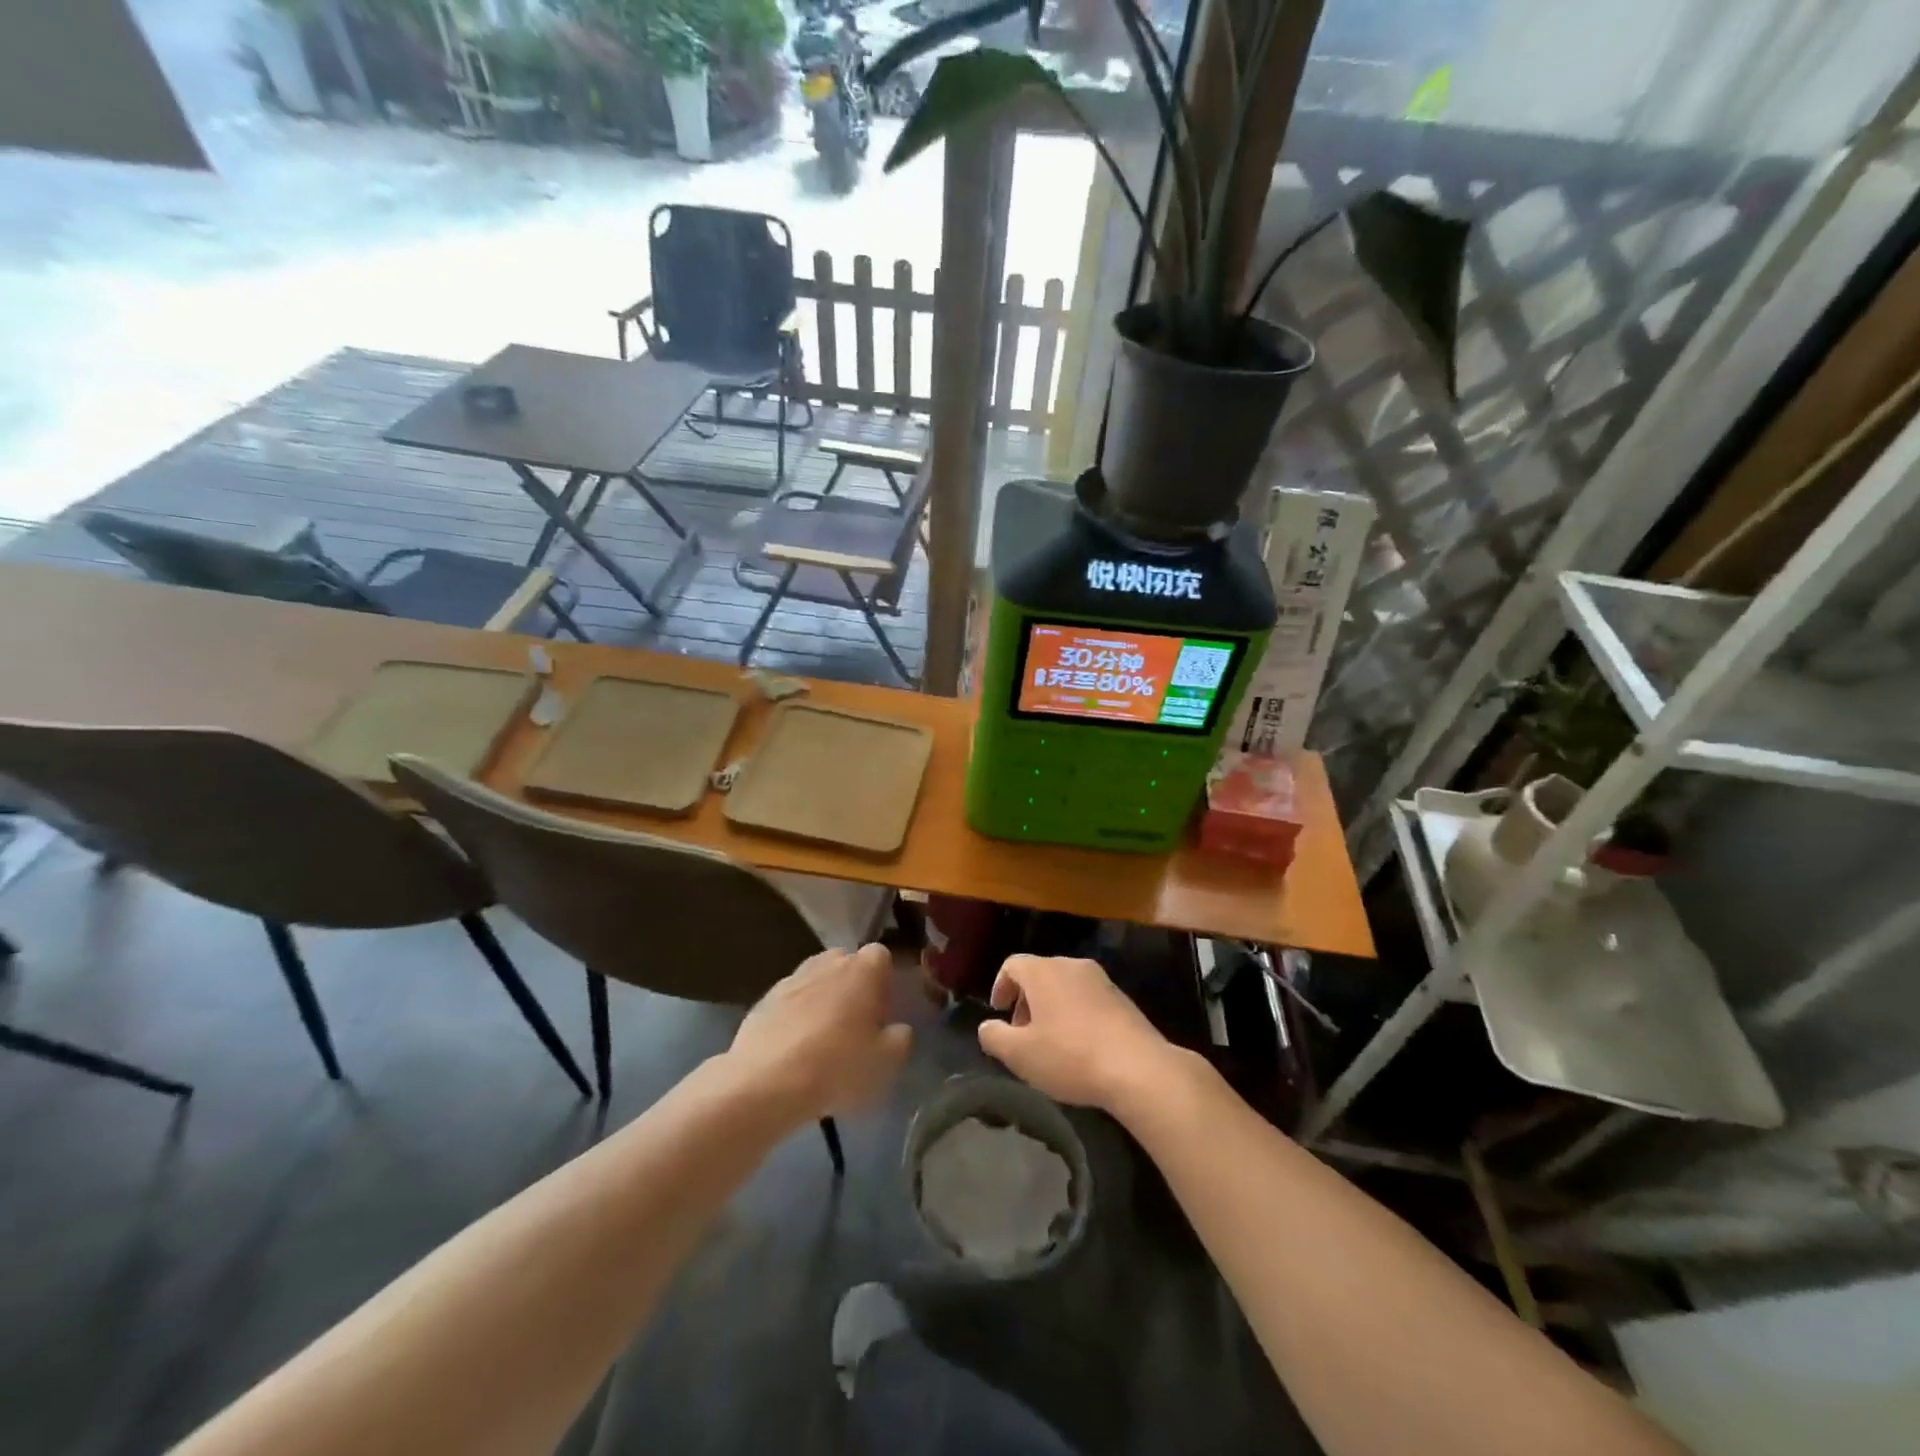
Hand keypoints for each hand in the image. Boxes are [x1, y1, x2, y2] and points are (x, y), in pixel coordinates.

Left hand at [729, 943, 911, 1122]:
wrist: (766, 1082)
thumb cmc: (838, 1067)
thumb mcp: (887, 1062)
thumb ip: (901, 1038)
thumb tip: (898, 1028)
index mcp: (863, 969)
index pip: (881, 957)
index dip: (884, 984)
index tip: (882, 1014)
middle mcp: (828, 962)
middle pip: (847, 964)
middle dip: (853, 987)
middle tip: (855, 1026)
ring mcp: (792, 978)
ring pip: (816, 981)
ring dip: (823, 1000)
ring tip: (822, 1040)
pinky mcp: (764, 999)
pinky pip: (790, 1001)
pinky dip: (795, 1016)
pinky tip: (793, 1050)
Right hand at [976, 955, 1178, 1111]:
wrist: (1138, 1068)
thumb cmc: (1070, 1056)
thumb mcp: (1020, 1055)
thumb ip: (994, 1037)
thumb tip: (987, 1027)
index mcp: (1044, 971)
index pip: (1012, 965)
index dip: (1000, 986)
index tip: (999, 1013)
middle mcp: (1072, 966)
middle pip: (1039, 974)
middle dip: (1026, 1001)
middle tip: (1022, 1034)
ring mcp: (1101, 980)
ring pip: (1065, 986)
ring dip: (1051, 1009)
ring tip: (1051, 1044)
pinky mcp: (1122, 999)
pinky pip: (1088, 999)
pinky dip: (1076, 1015)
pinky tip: (1080, 1048)